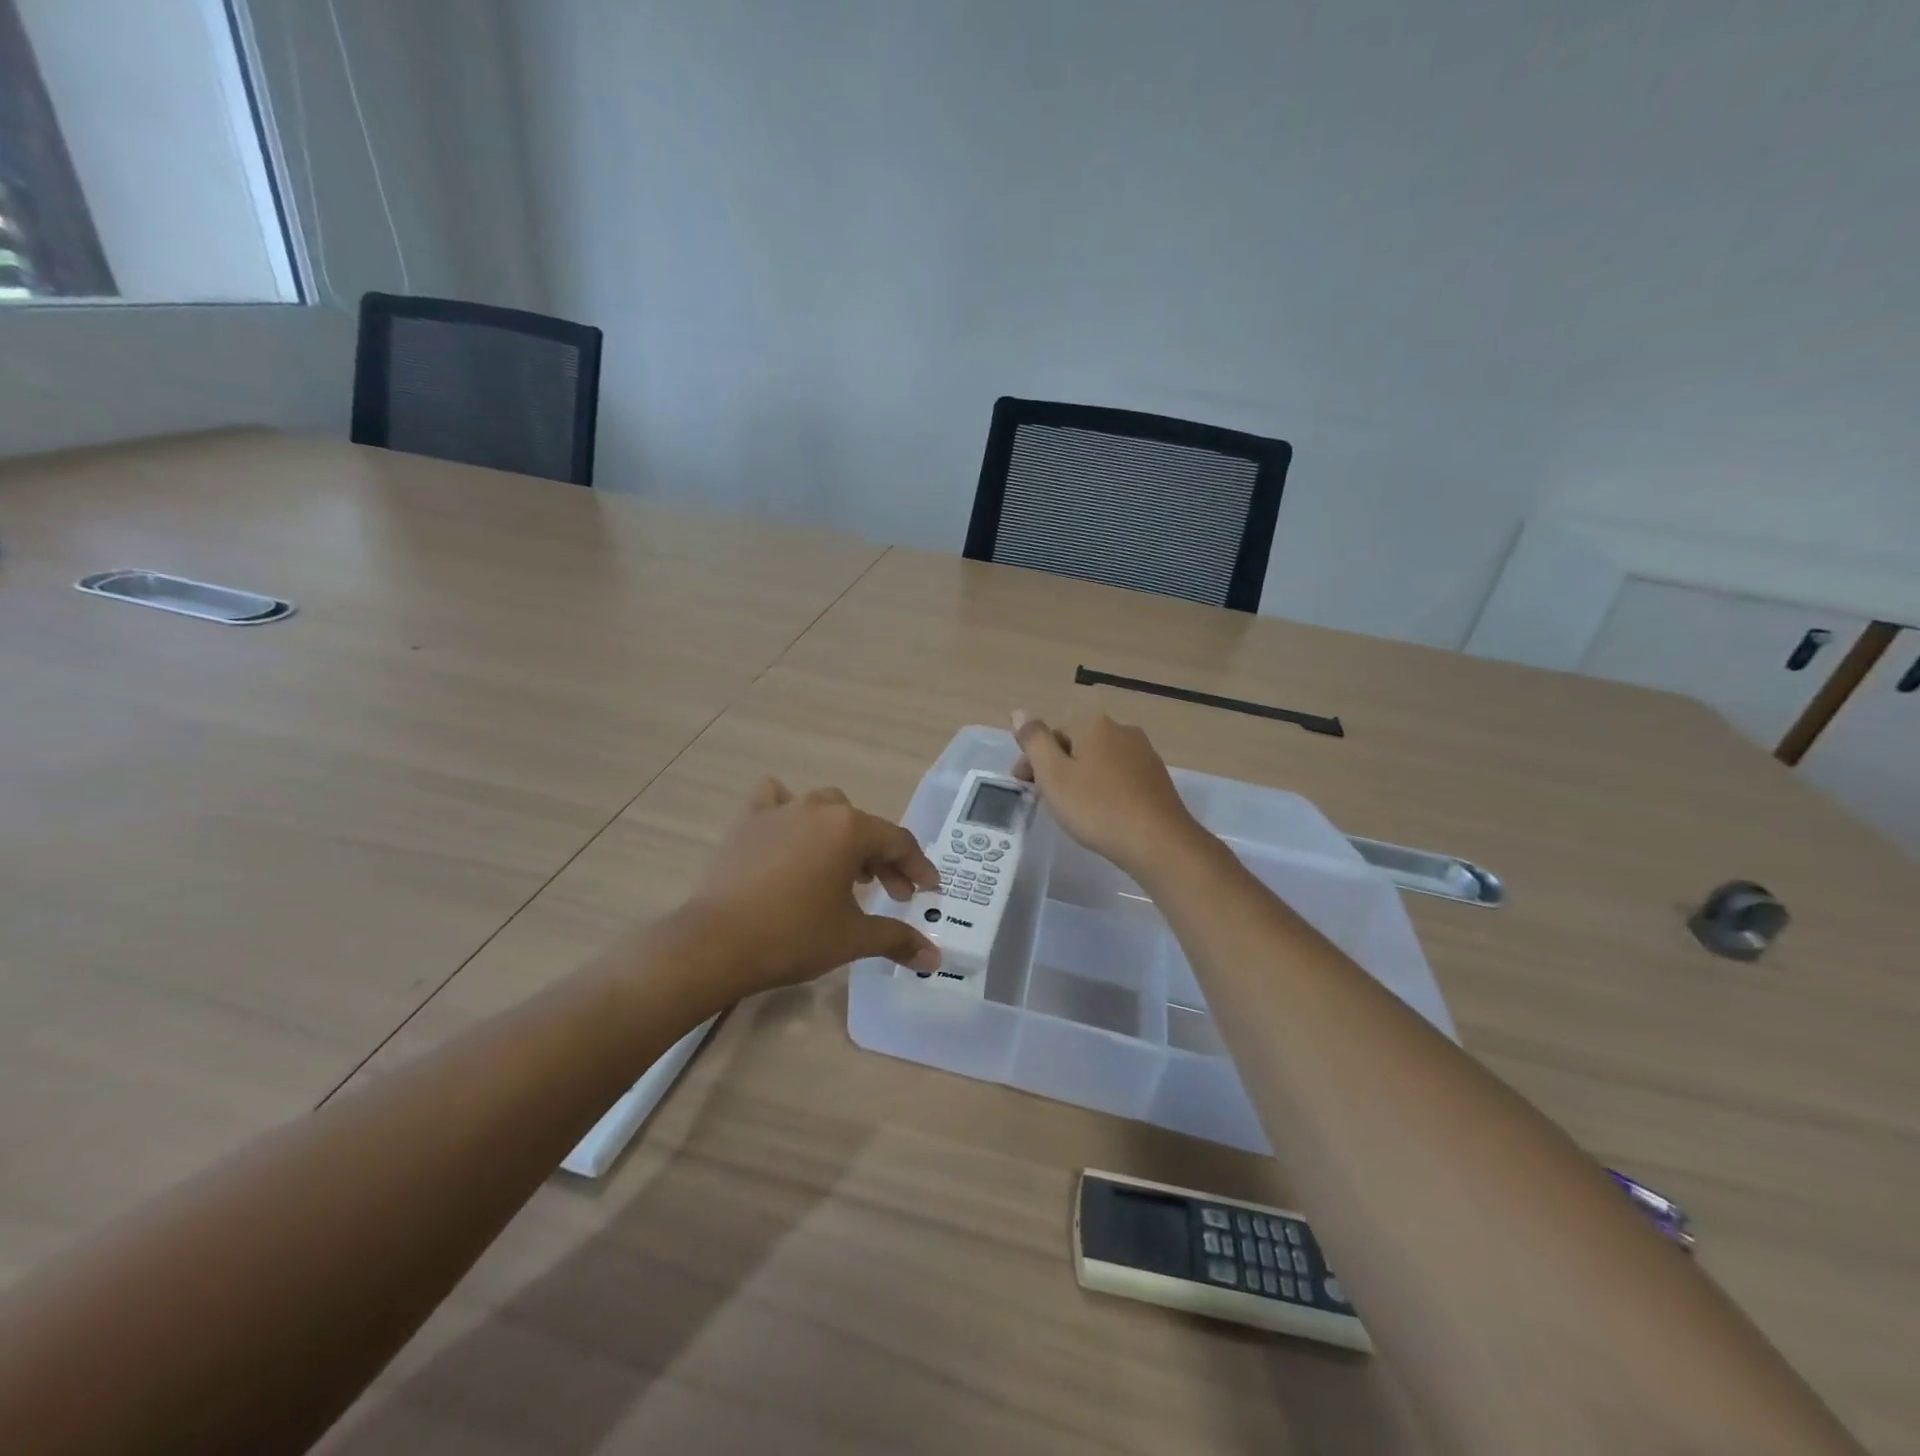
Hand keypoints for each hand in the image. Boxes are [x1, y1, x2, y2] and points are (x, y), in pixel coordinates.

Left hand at [684, 780, 941, 996]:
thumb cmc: (793, 937)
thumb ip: (898, 940)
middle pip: (864, 827)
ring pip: (825, 808)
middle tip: (890, 894)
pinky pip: (775, 799)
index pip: (898, 842)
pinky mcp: (748, 821)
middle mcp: (819, 809)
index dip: (917, 868)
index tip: (928, 891)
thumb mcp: (852, 939)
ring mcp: (781, 810)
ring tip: (843, 868)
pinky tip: (790, 833)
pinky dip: (788, 810)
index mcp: (850, 830)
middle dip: (883, 858)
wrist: (716, 944)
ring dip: (842, 833)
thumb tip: (935, 959)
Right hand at [1011, 710, 1206, 879]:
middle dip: (1057, 769)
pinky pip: (1119, 777)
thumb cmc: (1098, 807)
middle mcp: (1122, 731)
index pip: (1051, 736)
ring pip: (1099, 762)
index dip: (1033, 761)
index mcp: (1094, 725)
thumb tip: (1019, 712)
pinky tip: (1102, 814)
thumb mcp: (1053, 775)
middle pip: (1076, 746)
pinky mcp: (1157, 778)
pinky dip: (1104, 790)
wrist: (1158, 842)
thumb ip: (1034, 741)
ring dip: (1081, 780)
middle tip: (1045, 801)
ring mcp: (1144, 754)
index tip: (1024, 788)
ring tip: (1073, 810)